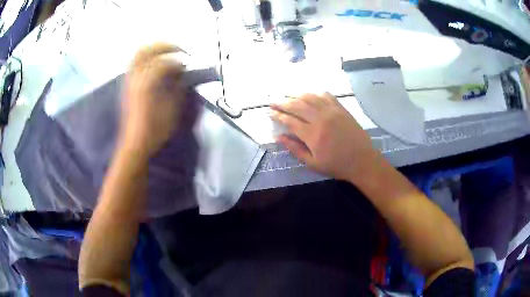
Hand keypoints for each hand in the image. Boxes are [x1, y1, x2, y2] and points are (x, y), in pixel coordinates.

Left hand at [120, 43, 185, 157]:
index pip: (163, 62)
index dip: (178, 59)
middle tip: (180, 51)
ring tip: (169, 52)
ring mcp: (129, 80)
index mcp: (146, 85)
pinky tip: (157, 63)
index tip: (189, 63)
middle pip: (147, 50)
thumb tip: (182, 72)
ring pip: (139, 53)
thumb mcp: (171, 110)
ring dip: (155, 49)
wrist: (135, 143)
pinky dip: (148, 57)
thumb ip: (177, 87)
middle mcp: (135, 78)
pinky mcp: (128, 84)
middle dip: (166, 46)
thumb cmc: (155, 130)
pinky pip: (136, 62)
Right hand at [270, 93, 381, 181]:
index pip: (290, 121)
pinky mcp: (341, 109)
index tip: (269, 112)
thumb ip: (295, 149)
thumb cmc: (336, 165)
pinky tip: (310, 95)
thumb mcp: (313, 163)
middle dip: (282, 102)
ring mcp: (332, 112)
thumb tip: (278, 137)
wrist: (362, 160)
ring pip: (310, 97)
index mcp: (312, 135)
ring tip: (287, 95)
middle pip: (297, 105)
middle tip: (273, 101)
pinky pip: (326, 96)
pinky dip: (315, 93)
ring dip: (296, 95)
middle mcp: (321, 119)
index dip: (277, 115)